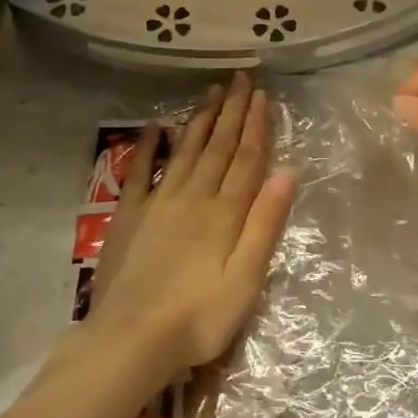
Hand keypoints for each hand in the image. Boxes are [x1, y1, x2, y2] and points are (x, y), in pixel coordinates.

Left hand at [85, 72, 293, 374]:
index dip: (256, 125)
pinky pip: (140, 171)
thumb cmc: (199, 317)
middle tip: (241, 78)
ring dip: (201, 119)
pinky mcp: (130, 215)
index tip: (262, 95)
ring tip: (212, 91)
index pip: (246, 159)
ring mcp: (159, 202)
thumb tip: (288, 173)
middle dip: (232, 110)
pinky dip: (148, 146)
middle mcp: (194, 196)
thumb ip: (266, 224)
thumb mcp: (247, 279)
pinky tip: (155, 126)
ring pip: (186, 150)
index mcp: (225, 213)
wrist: (131, 339)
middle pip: (218, 146)